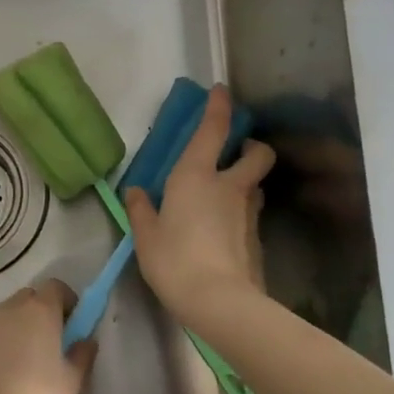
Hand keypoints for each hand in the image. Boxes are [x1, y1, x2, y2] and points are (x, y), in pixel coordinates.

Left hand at [0, 280, 96, 393]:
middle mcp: (9, 310)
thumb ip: (82, 356)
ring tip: (23, 364)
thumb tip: (85, 341)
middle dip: (41, 312)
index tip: (73, 325)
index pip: (56, 287)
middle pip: (29, 298)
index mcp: (39, 310)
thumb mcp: (72, 383)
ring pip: (5, 317)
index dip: (67, 301)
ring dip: (17, 329)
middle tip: (50, 342)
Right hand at [125, 85, 275, 323]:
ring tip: (221, 199)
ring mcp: (249, 213)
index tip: (222, 91)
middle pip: (257, 153)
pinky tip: (221, 234)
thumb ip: (141, 210)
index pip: (213, 130)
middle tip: (234, 155)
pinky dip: (239, 215)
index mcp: (197, 176)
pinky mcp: (257, 238)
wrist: (220, 301)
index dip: (219, 107)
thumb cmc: (175, 260)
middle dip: (250, 147)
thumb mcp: (146, 236)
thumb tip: (136, 192)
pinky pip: (250, 215)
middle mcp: (230, 186)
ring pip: (255, 185)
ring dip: (245, 183)